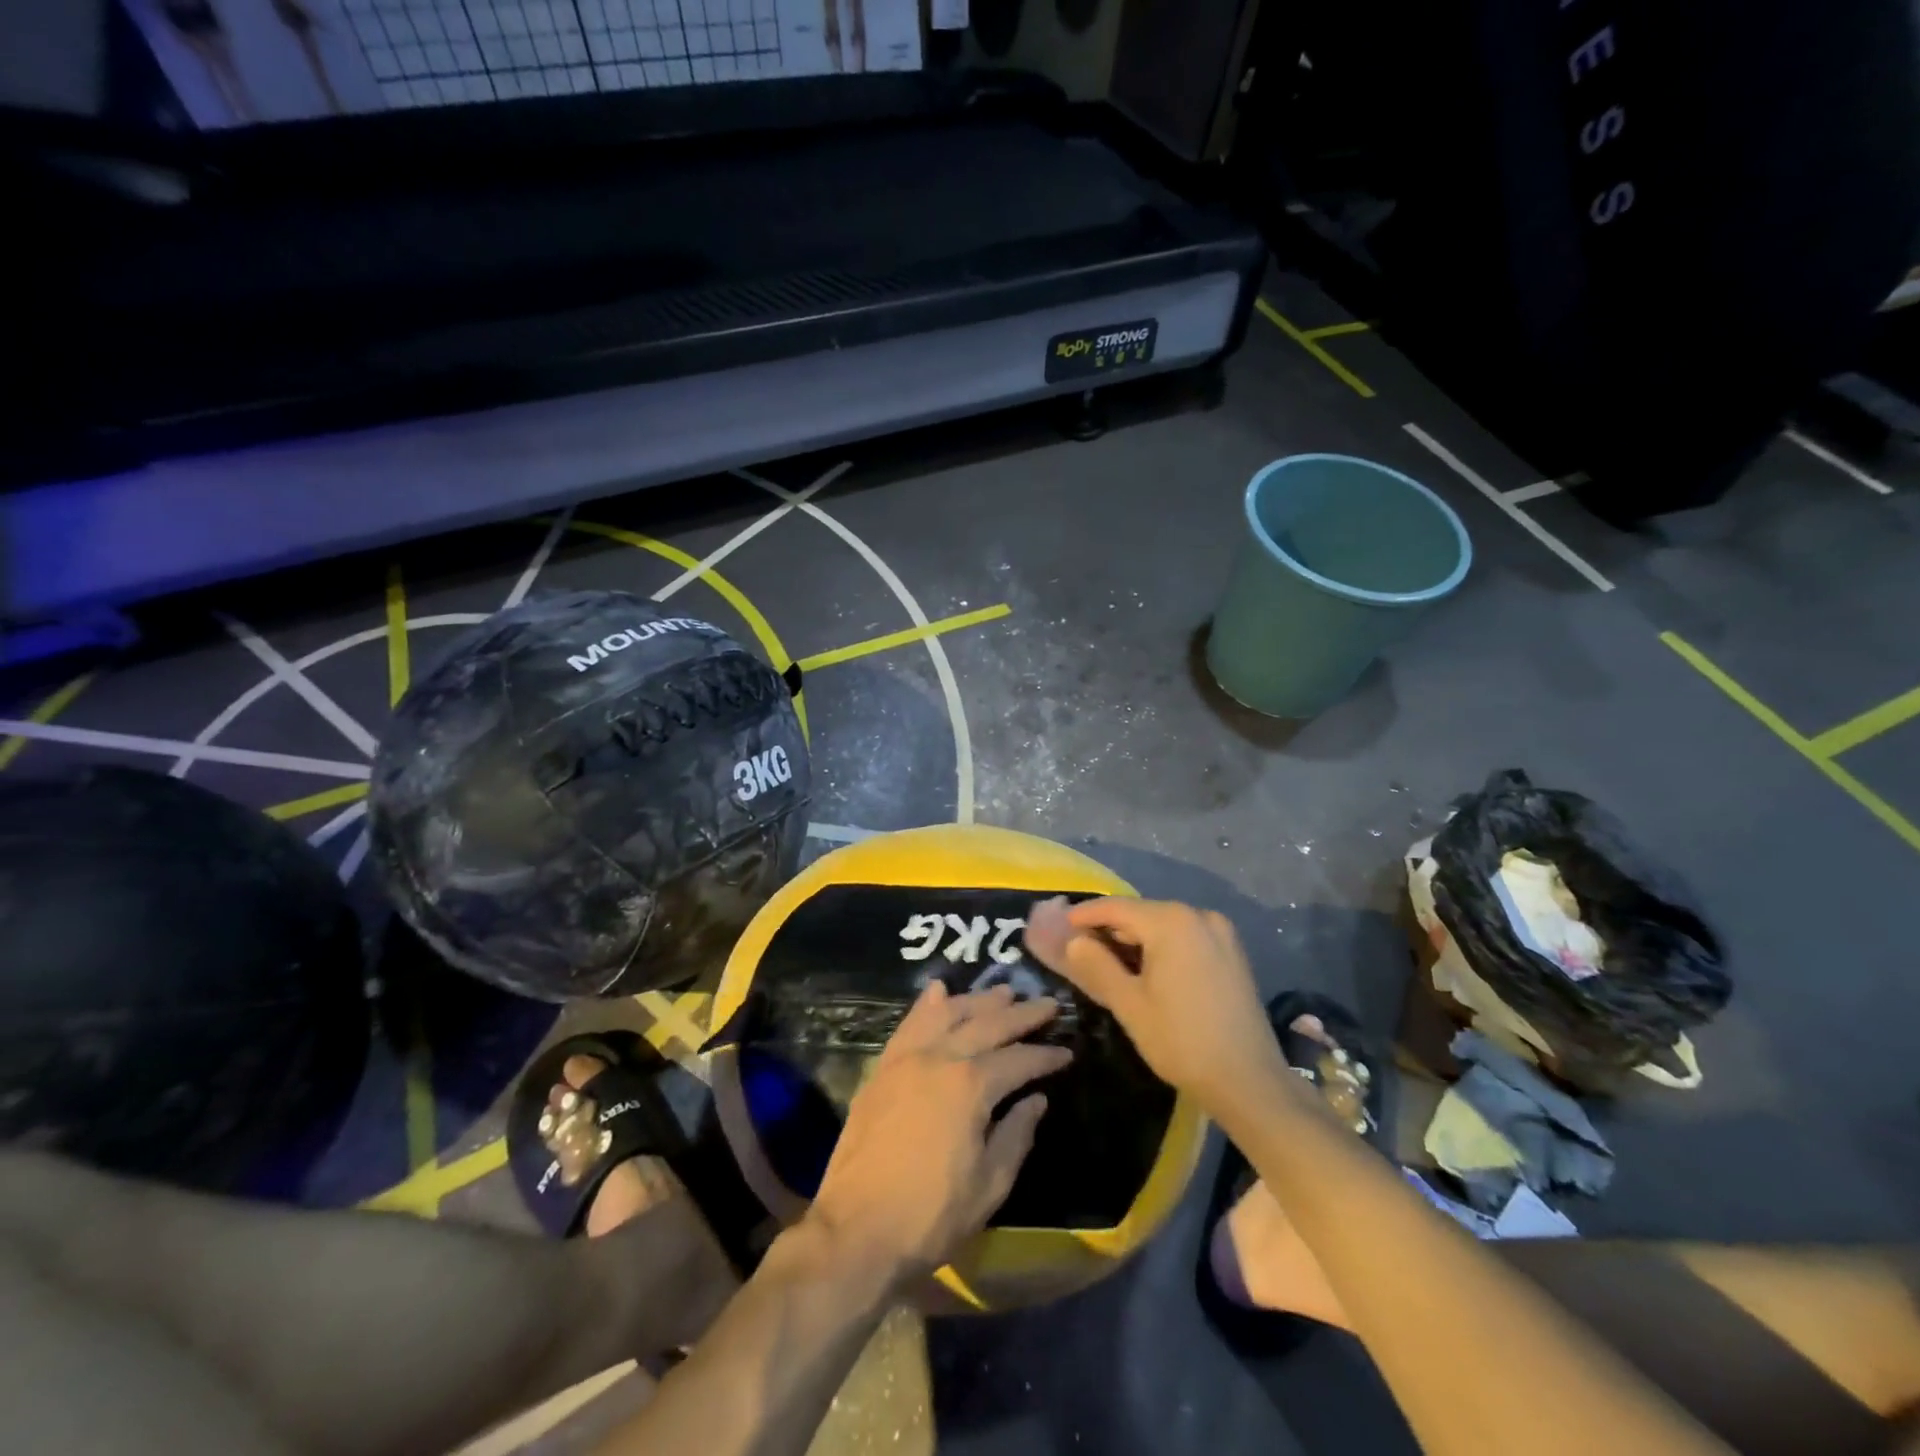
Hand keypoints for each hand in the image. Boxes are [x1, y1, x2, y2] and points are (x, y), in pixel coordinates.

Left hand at [803, 981, 1070, 1288]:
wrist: (857, 1231)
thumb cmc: (932, 1215)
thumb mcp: (990, 1184)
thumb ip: (1016, 1135)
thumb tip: (1036, 1100)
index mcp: (970, 1085)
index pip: (1018, 1060)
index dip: (1046, 1056)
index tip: (1066, 1051)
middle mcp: (939, 1058)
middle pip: (986, 1024)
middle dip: (1021, 1014)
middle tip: (1047, 1004)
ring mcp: (906, 1059)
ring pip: (947, 1014)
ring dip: (978, 1000)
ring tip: (1003, 992)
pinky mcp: (882, 1069)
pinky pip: (908, 1024)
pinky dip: (926, 1004)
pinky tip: (938, 990)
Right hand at [1025, 896, 1280, 1112]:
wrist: (1250, 1082)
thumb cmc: (1182, 1042)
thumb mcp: (1129, 1004)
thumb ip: (1096, 965)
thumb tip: (1072, 941)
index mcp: (1171, 921)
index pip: (1116, 908)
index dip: (1084, 916)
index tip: (1058, 926)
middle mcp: (1198, 915)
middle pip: (1141, 913)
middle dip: (1109, 929)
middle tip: (1079, 948)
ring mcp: (1220, 933)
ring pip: (1163, 926)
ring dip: (1135, 940)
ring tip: (1107, 961)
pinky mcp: (1232, 953)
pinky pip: (1185, 938)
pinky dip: (1161, 947)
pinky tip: (1145, 969)